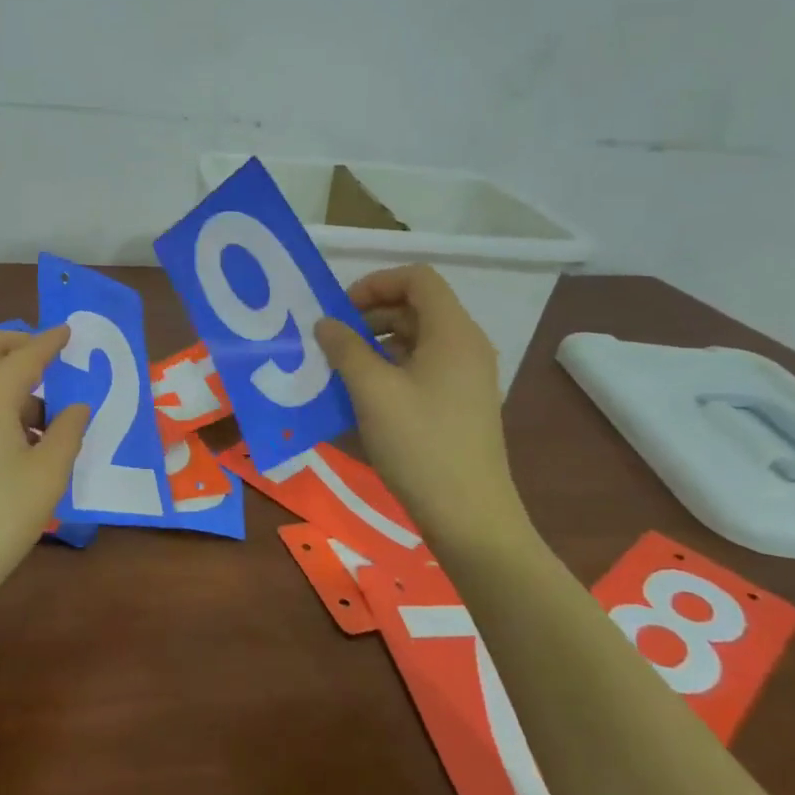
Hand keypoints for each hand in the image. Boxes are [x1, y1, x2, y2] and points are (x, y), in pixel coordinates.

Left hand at [0, 327, 88, 618]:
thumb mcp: (47, 476)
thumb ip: (67, 433)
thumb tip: (77, 407)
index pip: (25, 355)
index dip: (50, 342)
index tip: (69, 331)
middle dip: (17, 343)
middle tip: (49, 354)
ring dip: (5, 376)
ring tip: (44, 415)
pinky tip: (16, 439)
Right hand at [313, 266, 527, 545]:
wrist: (469, 515)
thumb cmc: (420, 444)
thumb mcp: (372, 391)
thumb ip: (345, 348)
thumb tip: (325, 323)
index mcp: (453, 332)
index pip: (418, 278)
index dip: (376, 283)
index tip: (341, 309)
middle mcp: (465, 345)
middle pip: (417, 306)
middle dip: (371, 314)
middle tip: (334, 340)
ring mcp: (467, 376)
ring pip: (417, 338)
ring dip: (377, 342)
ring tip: (342, 368)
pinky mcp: (460, 402)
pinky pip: (423, 366)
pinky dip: (391, 367)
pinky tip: (364, 394)